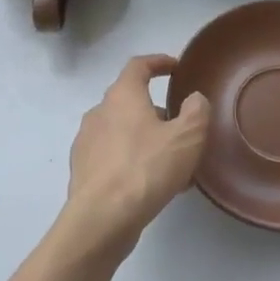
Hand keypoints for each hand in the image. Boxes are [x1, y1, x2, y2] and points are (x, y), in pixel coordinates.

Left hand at [62, 55, 208, 254]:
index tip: (175, 67)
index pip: (138, 65)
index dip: (158, 62)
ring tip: (171, 162)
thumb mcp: (186, 138)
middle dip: (156, 110)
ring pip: (122, 131)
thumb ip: (196, 112)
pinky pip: (112, 156)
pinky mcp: (83, 170)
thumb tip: (194, 99)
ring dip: (145, 138)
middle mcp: (99, 112)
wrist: (101, 218)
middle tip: (181, 127)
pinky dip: (132, 160)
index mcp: (122, 96)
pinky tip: (150, 184)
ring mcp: (86, 141)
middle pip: (129, 100)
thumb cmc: (146, 168)